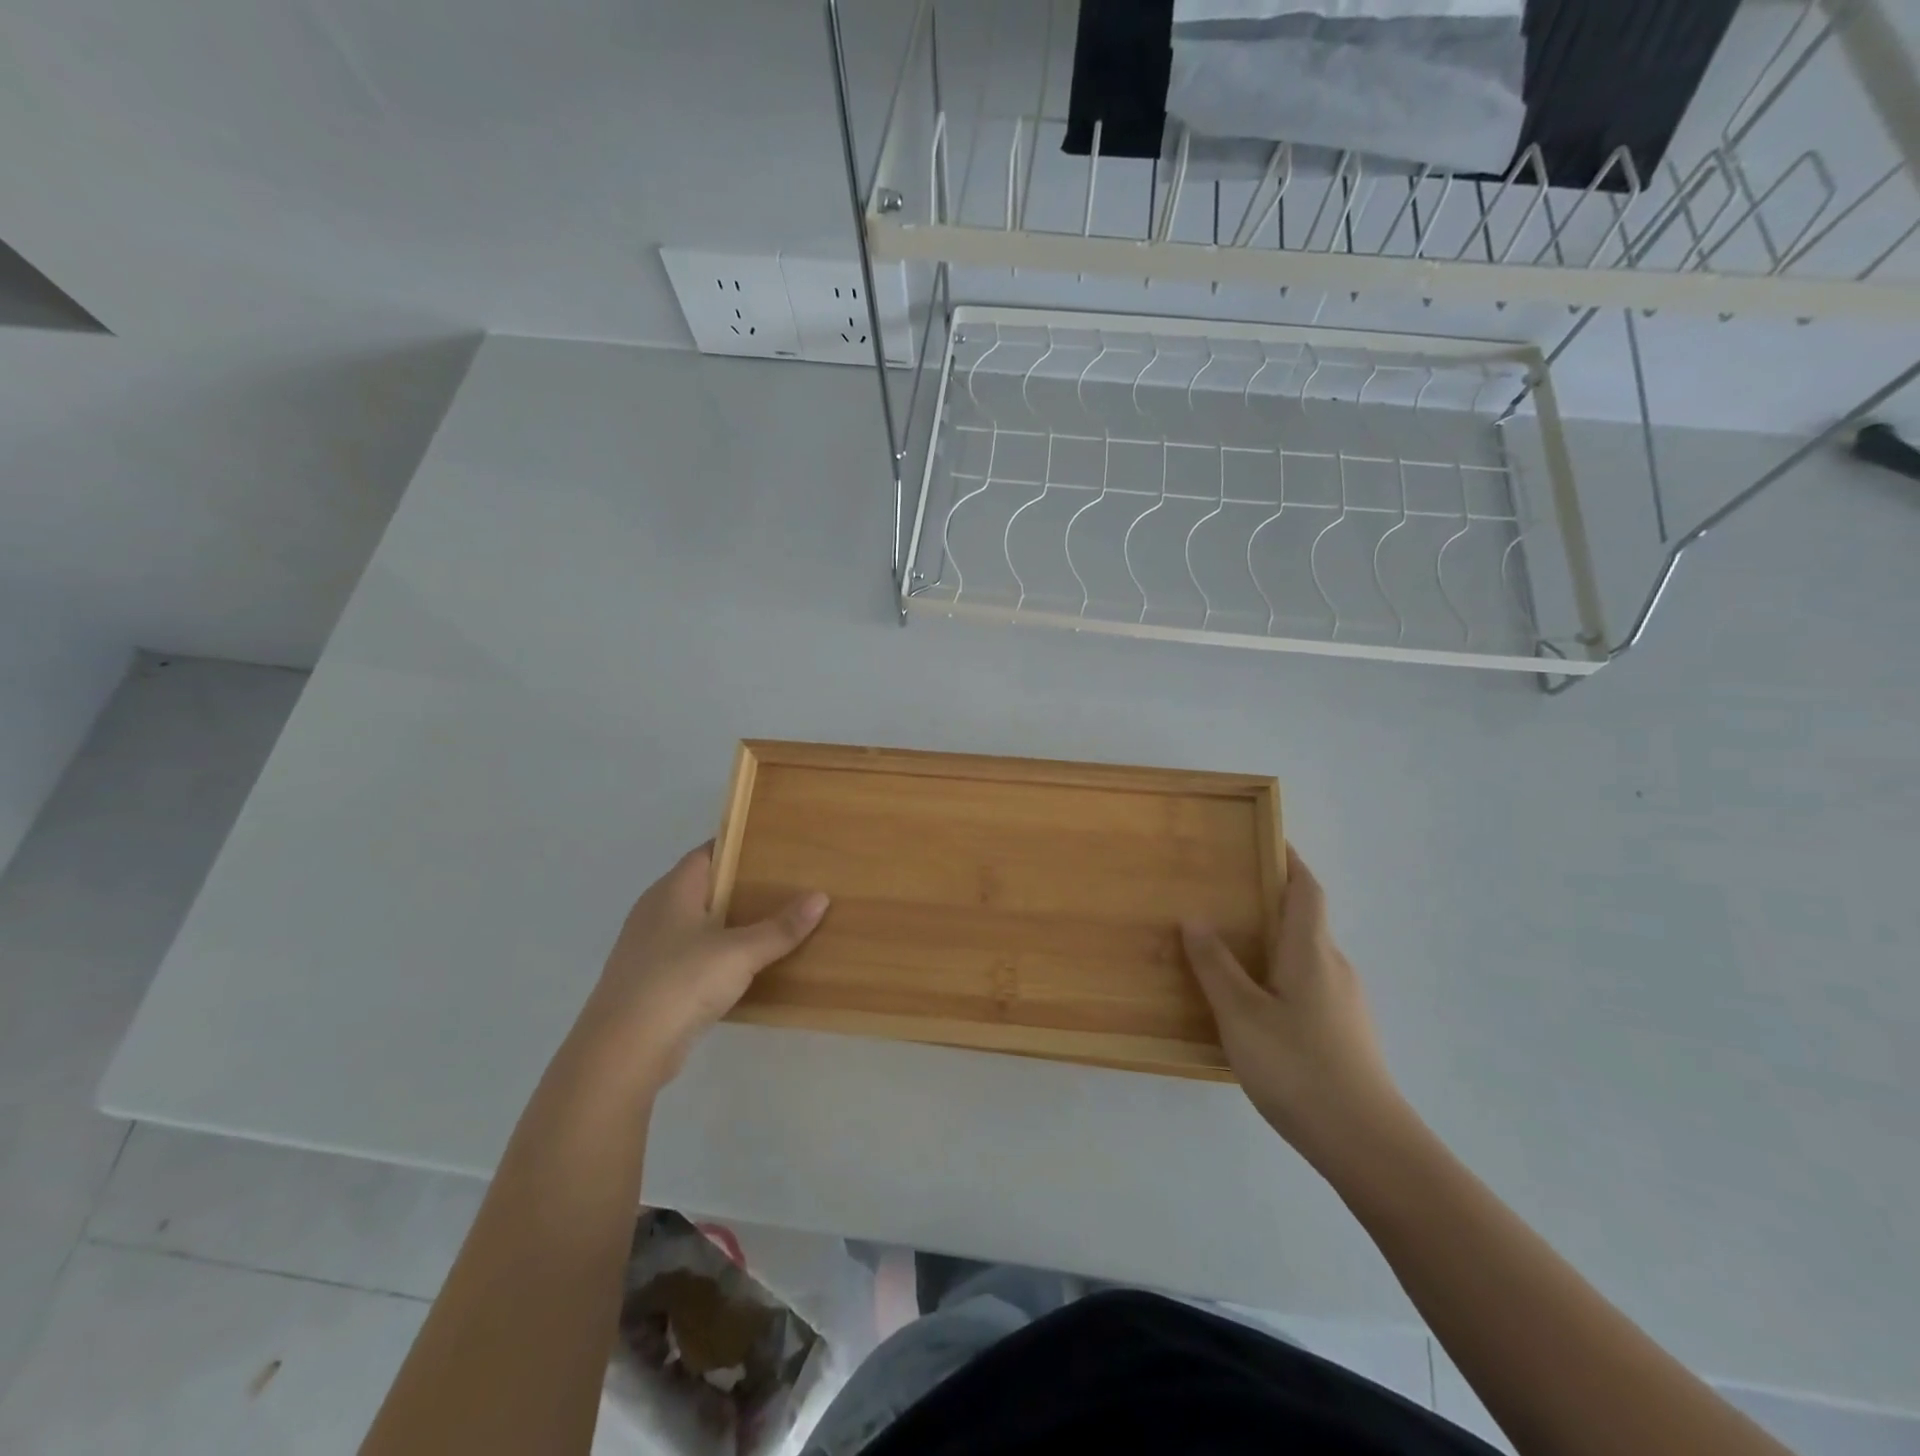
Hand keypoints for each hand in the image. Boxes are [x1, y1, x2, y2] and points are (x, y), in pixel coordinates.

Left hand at [573, 844, 828, 1091]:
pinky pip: (692, 955)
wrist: (622, 1052)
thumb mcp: (740, 952)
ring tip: (774, 923)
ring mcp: (650, 948)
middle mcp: (656, 911)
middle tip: (786, 885)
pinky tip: (745, 966)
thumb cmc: (680, 982)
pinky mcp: (651, 982)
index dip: (740, 847)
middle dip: (742, 886)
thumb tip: (820, 897)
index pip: (708, 853)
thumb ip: (780, 927)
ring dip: (730, 924)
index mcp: (672, 890)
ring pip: (698, 924)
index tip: (777, 848)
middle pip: (705, 887)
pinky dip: (718, 955)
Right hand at [1182, 846, 1404, 1164]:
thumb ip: (1216, 965)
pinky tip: (1257, 1006)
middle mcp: (1336, 967)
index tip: (1267, 840)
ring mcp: (1347, 1003)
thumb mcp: (1241, 1014)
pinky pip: (1311, 986)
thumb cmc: (1298, 1067)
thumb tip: (1196, 917)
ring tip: (1232, 950)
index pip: (1306, 889)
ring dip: (1276, 943)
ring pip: (1308, 957)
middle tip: (1227, 897)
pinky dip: (1283, 975)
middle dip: (1272, 902)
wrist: (1368, 1144)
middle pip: (1307, 920)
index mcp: (1312, 952)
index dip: (1289, 861)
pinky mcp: (1348, 1034)